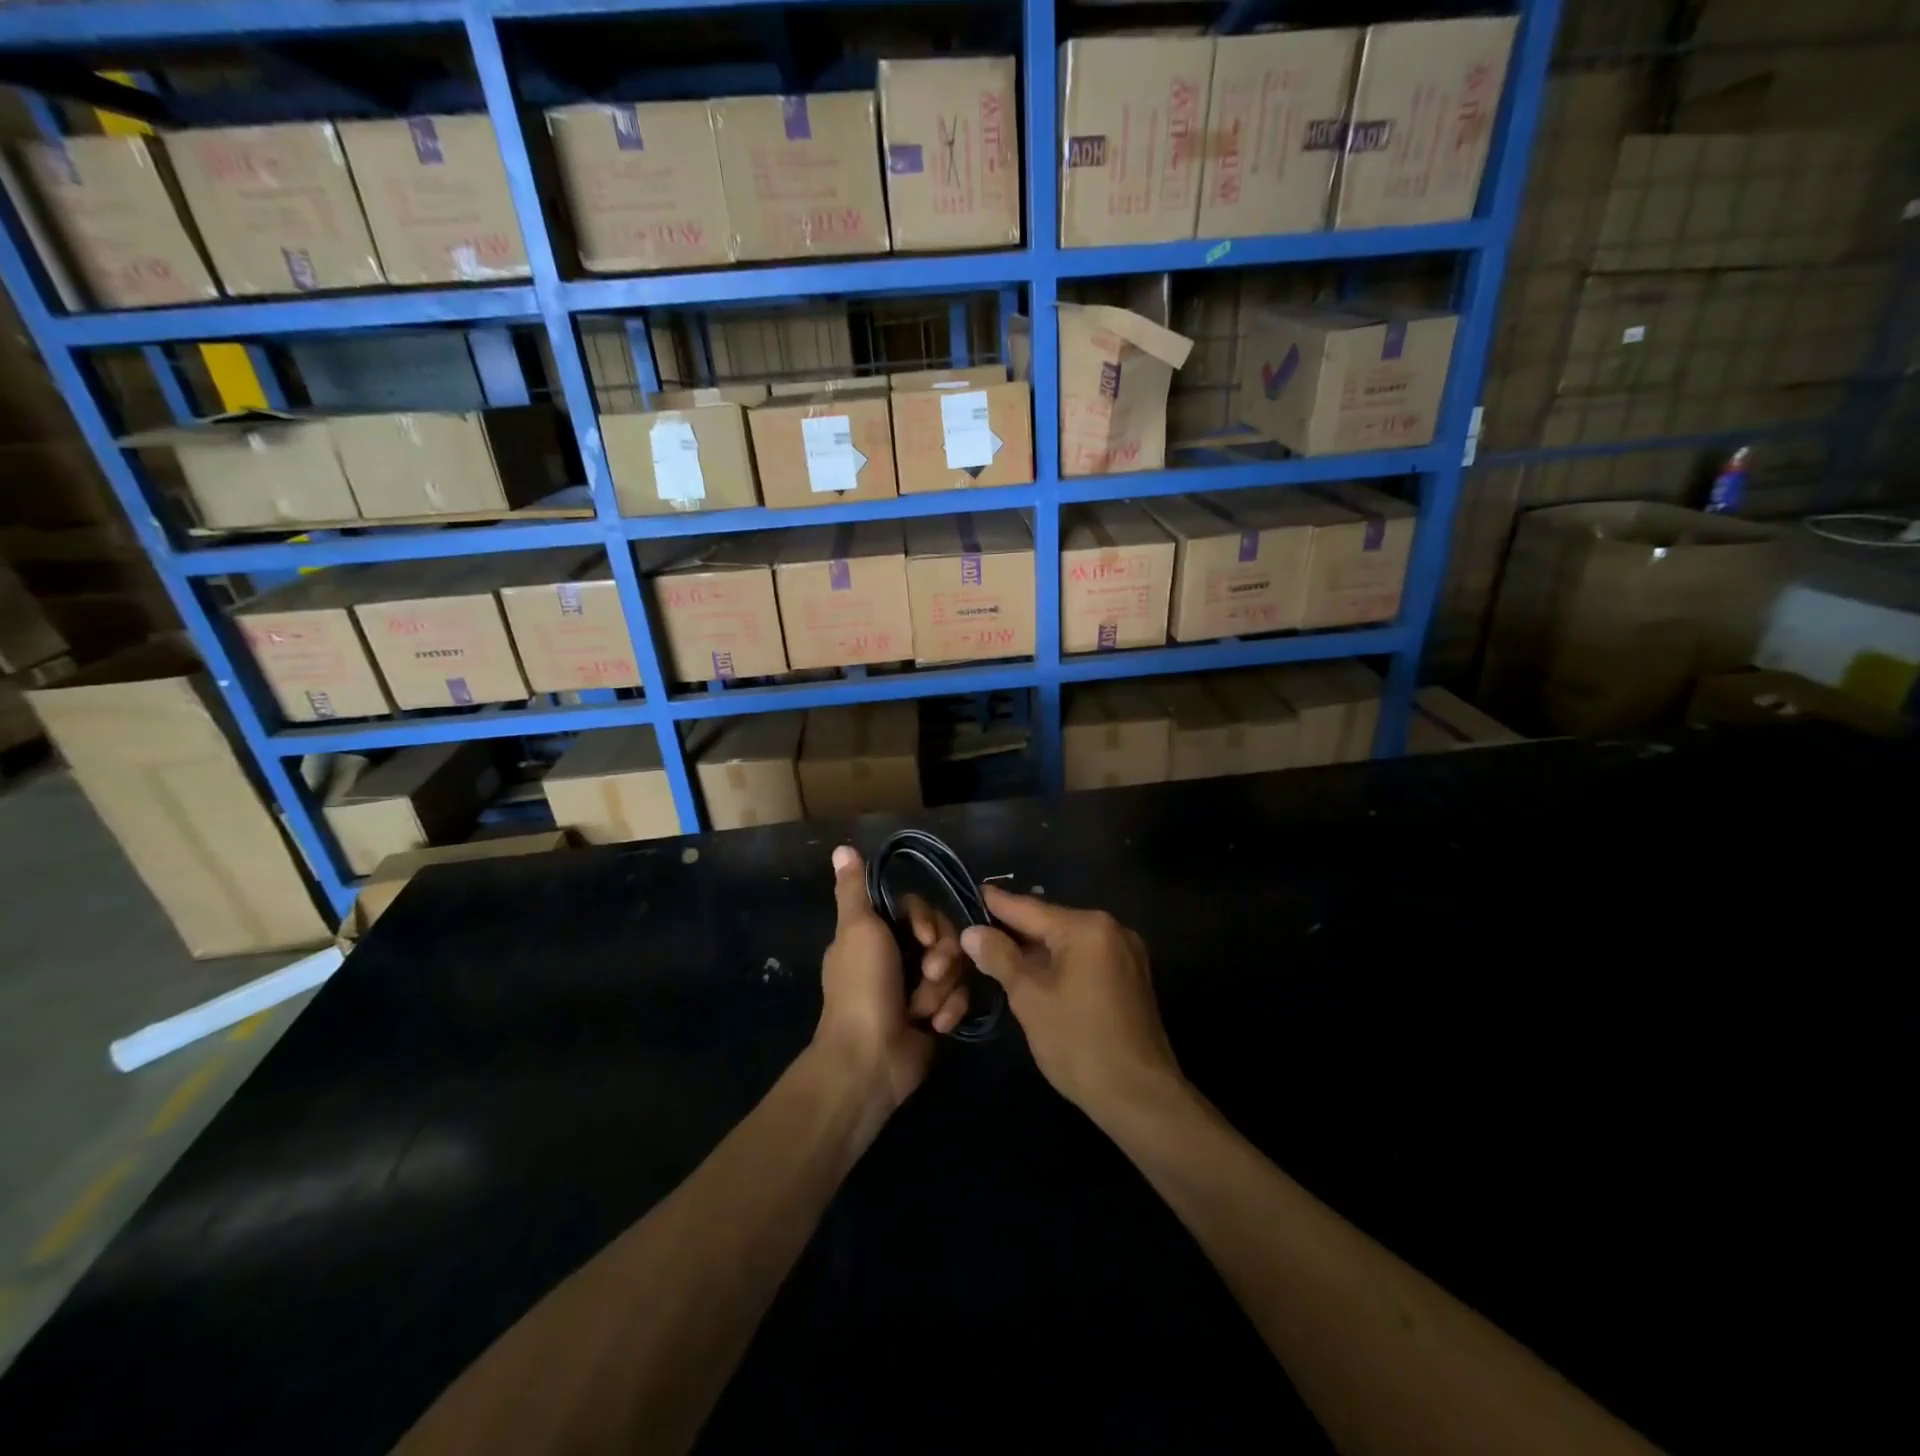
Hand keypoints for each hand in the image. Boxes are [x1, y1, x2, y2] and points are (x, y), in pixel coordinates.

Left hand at [815, 845, 969, 1110]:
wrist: (869, 1059)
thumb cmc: (862, 988)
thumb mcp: (857, 929)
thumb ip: (854, 889)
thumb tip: (841, 848)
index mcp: (876, 934)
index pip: (920, 910)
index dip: (930, 921)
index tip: (926, 937)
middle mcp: (898, 956)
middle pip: (944, 937)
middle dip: (942, 957)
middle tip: (930, 973)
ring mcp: (917, 988)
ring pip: (955, 968)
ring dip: (942, 989)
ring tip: (926, 1009)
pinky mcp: (935, 1016)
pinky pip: (958, 998)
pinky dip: (948, 1011)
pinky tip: (936, 1026)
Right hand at [961, 888, 1181, 1123]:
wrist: (1140, 1097)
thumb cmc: (1079, 1043)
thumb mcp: (1030, 999)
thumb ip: (1000, 958)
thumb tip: (972, 932)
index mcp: (1087, 928)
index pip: (1030, 908)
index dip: (997, 904)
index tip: (973, 891)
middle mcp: (1112, 929)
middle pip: (1051, 922)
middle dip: (1015, 929)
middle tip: (978, 928)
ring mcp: (1126, 953)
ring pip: (1069, 941)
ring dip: (1036, 948)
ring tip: (999, 949)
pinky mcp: (1131, 977)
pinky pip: (1086, 957)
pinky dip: (1060, 962)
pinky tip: (1036, 972)